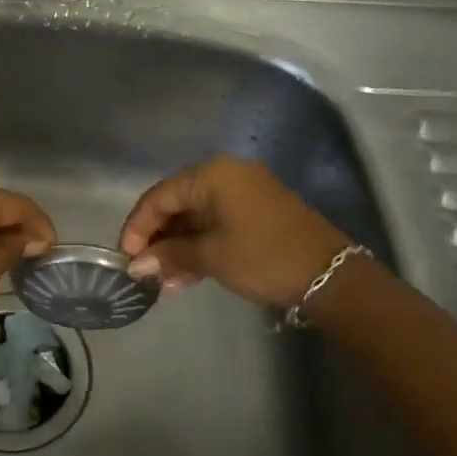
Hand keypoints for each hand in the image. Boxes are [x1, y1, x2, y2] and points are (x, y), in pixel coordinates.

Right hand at [118, 155, 351, 307]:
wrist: (329, 274)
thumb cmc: (263, 256)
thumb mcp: (211, 257)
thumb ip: (169, 256)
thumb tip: (136, 266)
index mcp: (212, 175)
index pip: (159, 197)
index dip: (138, 227)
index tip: (126, 258)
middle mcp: (226, 175)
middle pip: (176, 204)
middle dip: (158, 239)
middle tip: (145, 271)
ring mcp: (244, 192)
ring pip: (196, 216)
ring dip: (178, 247)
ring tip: (165, 280)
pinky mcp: (257, 211)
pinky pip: (216, 223)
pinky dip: (200, 245)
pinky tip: (187, 275)